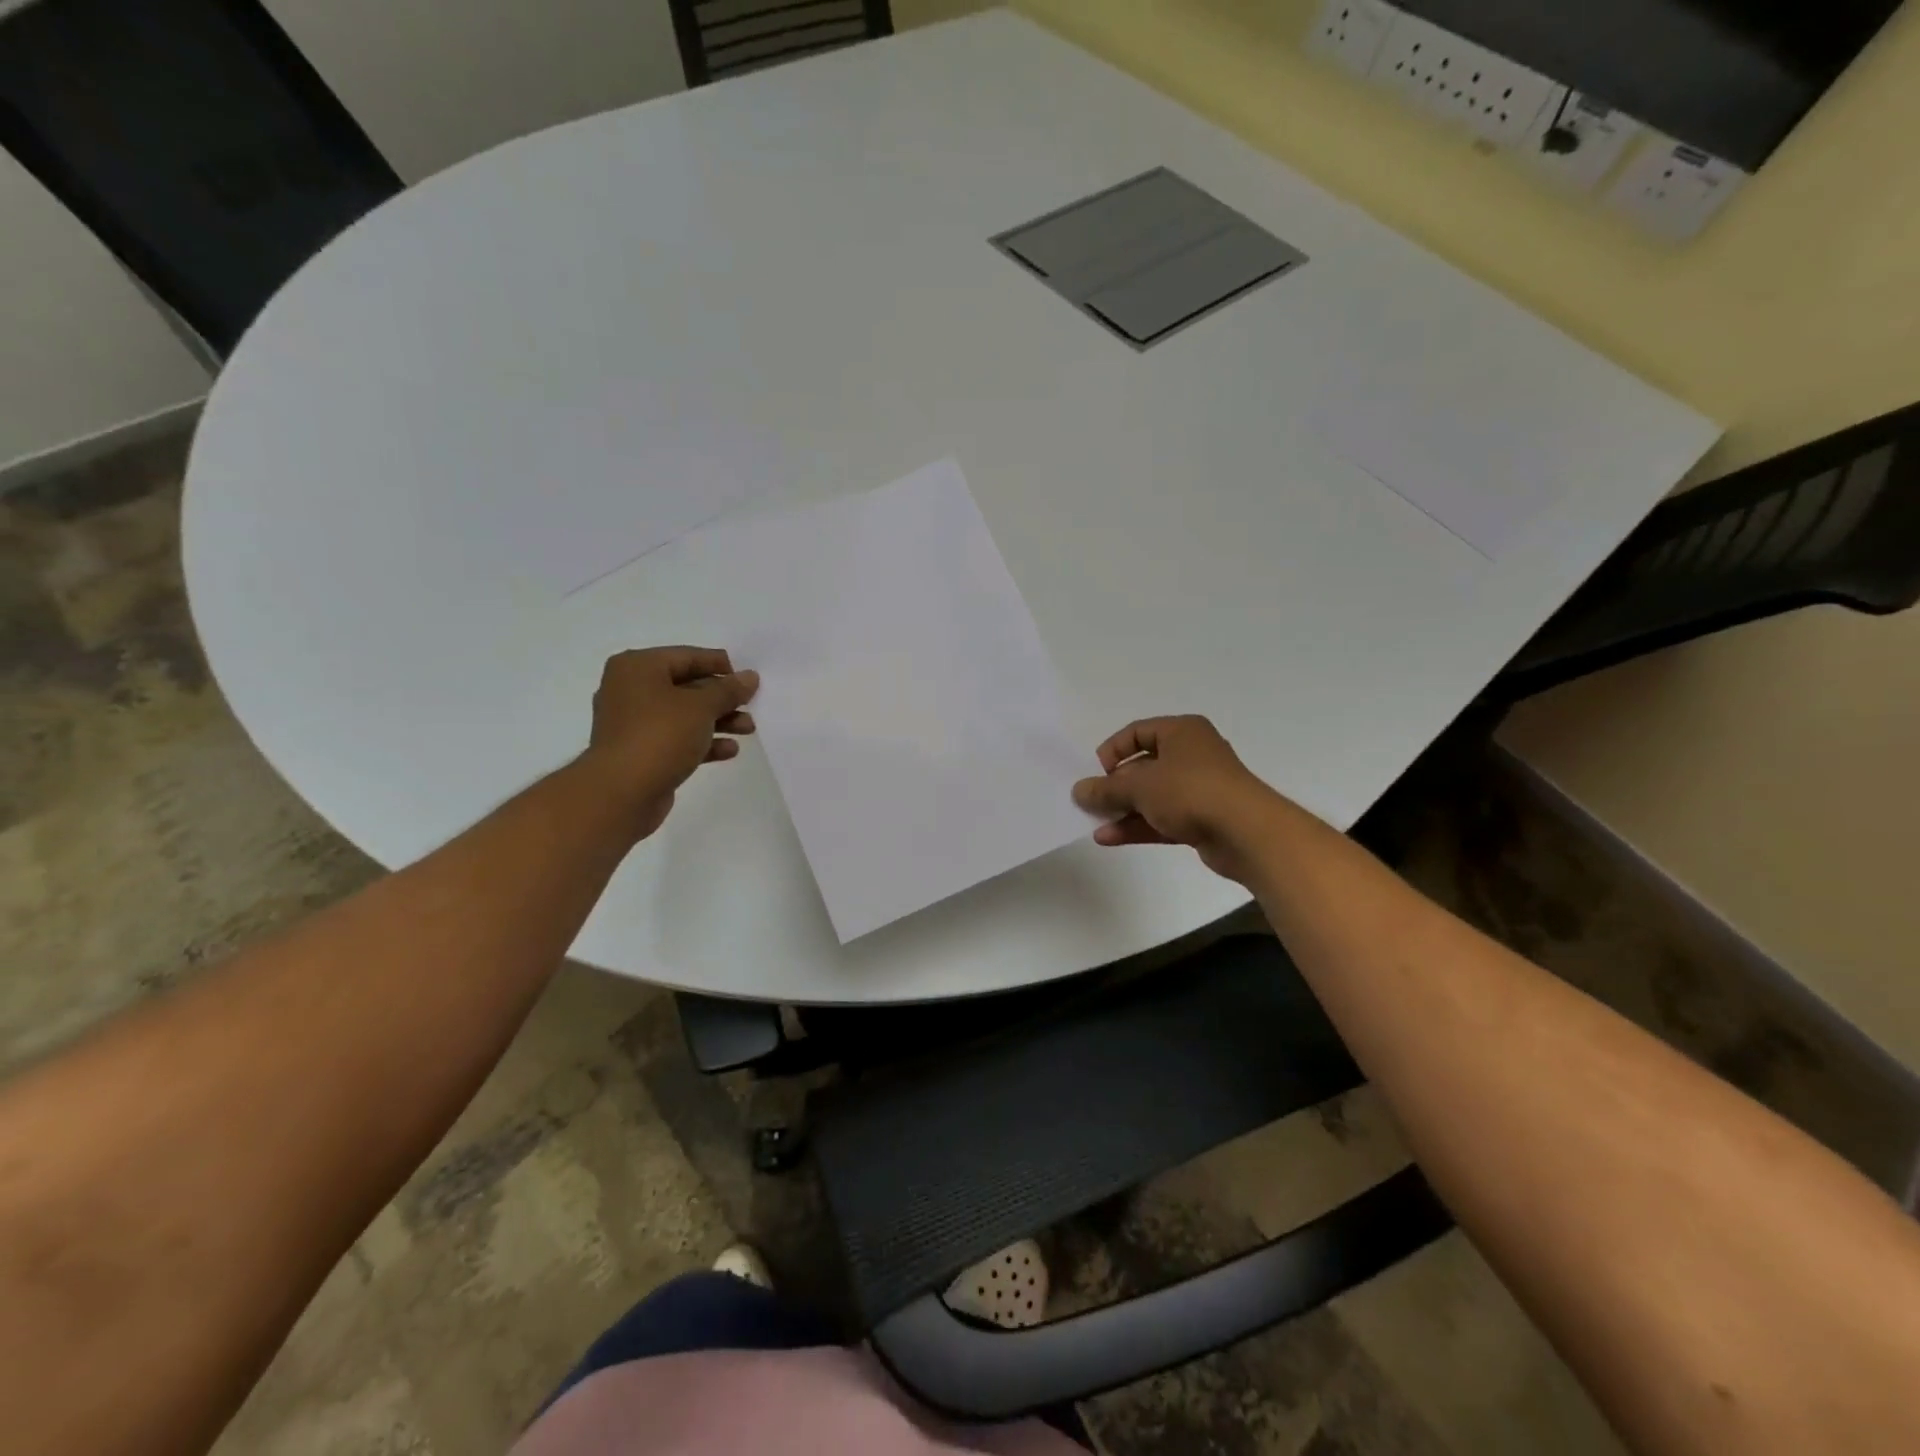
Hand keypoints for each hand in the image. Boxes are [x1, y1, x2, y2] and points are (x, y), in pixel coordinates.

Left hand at [579, 647, 758, 839]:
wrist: (621, 793)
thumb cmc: (659, 736)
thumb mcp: (701, 706)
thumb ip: (728, 690)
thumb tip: (749, 677)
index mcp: (638, 667)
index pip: (687, 656)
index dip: (720, 665)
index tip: (748, 678)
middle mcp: (631, 689)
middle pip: (687, 686)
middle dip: (722, 698)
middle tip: (752, 706)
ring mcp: (634, 723)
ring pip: (684, 715)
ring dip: (718, 721)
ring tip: (748, 730)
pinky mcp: (641, 752)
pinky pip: (677, 739)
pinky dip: (703, 742)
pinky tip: (729, 750)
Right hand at [1071, 716, 1279, 882]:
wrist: (1247, 833)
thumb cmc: (1191, 791)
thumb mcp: (1140, 786)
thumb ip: (1106, 789)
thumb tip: (1079, 791)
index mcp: (1181, 732)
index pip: (1137, 732)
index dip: (1113, 750)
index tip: (1097, 773)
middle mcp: (1192, 754)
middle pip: (1144, 765)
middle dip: (1115, 786)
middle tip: (1092, 801)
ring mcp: (1199, 788)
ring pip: (1153, 795)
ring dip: (1123, 809)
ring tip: (1094, 823)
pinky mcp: (1203, 819)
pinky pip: (1163, 818)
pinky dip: (1139, 826)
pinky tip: (1110, 838)